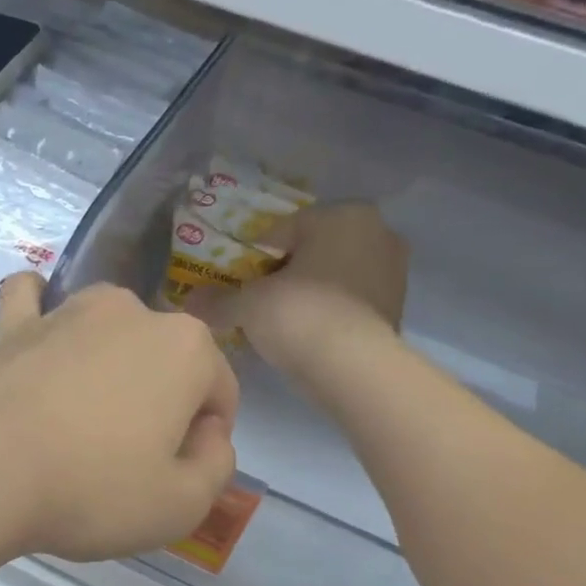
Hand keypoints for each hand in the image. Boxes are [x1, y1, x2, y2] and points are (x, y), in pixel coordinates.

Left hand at [0, 276, 237, 562]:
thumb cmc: (91, 488)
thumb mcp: (181, 505)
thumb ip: (216, 465)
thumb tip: (208, 437)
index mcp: (184, 347)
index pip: (219, 390)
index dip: (208, 436)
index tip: (181, 474)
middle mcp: (128, 312)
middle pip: (162, 358)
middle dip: (160, 399)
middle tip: (130, 456)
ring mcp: (63, 311)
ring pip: (102, 329)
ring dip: (105, 360)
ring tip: (84, 410)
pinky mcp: (9, 326)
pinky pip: (28, 304)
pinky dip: (35, 316)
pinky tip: (33, 334)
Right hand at [188, 203, 408, 374]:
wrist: (354, 368)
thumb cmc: (299, 315)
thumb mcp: (248, 305)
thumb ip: (218, 300)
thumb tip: (187, 302)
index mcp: (341, 216)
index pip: (282, 230)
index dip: (254, 256)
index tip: (237, 281)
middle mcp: (376, 232)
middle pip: (313, 250)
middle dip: (285, 271)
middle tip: (257, 300)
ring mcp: (393, 271)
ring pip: (334, 275)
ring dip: (309, 291)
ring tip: (280, 321)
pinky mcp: (397, 307)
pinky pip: (351, 301)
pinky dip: (329, 312)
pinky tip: (307, 334)